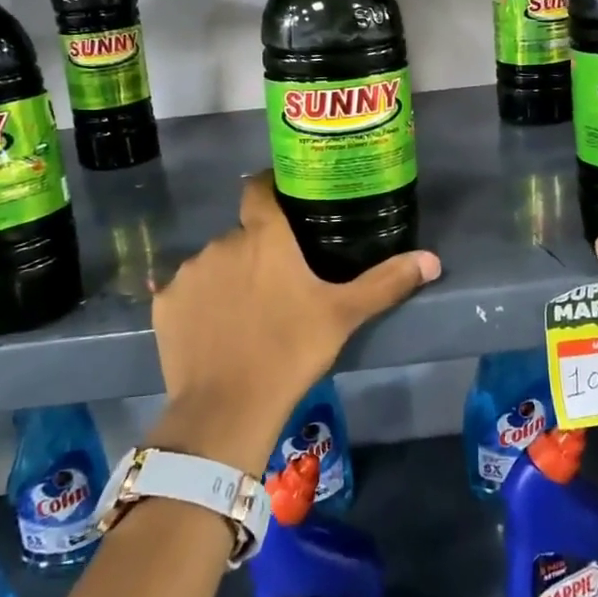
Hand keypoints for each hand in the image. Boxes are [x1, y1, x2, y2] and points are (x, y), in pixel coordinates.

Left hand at [147, 173, 440, 474]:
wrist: (227, 408)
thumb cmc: (290, 350)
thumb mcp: (343, 315)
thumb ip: (386, 282)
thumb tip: (432, 260)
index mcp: (264, 236)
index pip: (259, 188)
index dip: (270, 188)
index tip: (285, 201)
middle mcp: (222, 242)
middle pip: (241, 233)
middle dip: (257, 249)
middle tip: (278, 281)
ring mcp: (188, 272)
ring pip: (214, 262)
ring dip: (229, 275)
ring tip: (247, 311)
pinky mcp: (164, 303)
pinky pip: (186, 292)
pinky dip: (200, 303)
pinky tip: (215, 330)